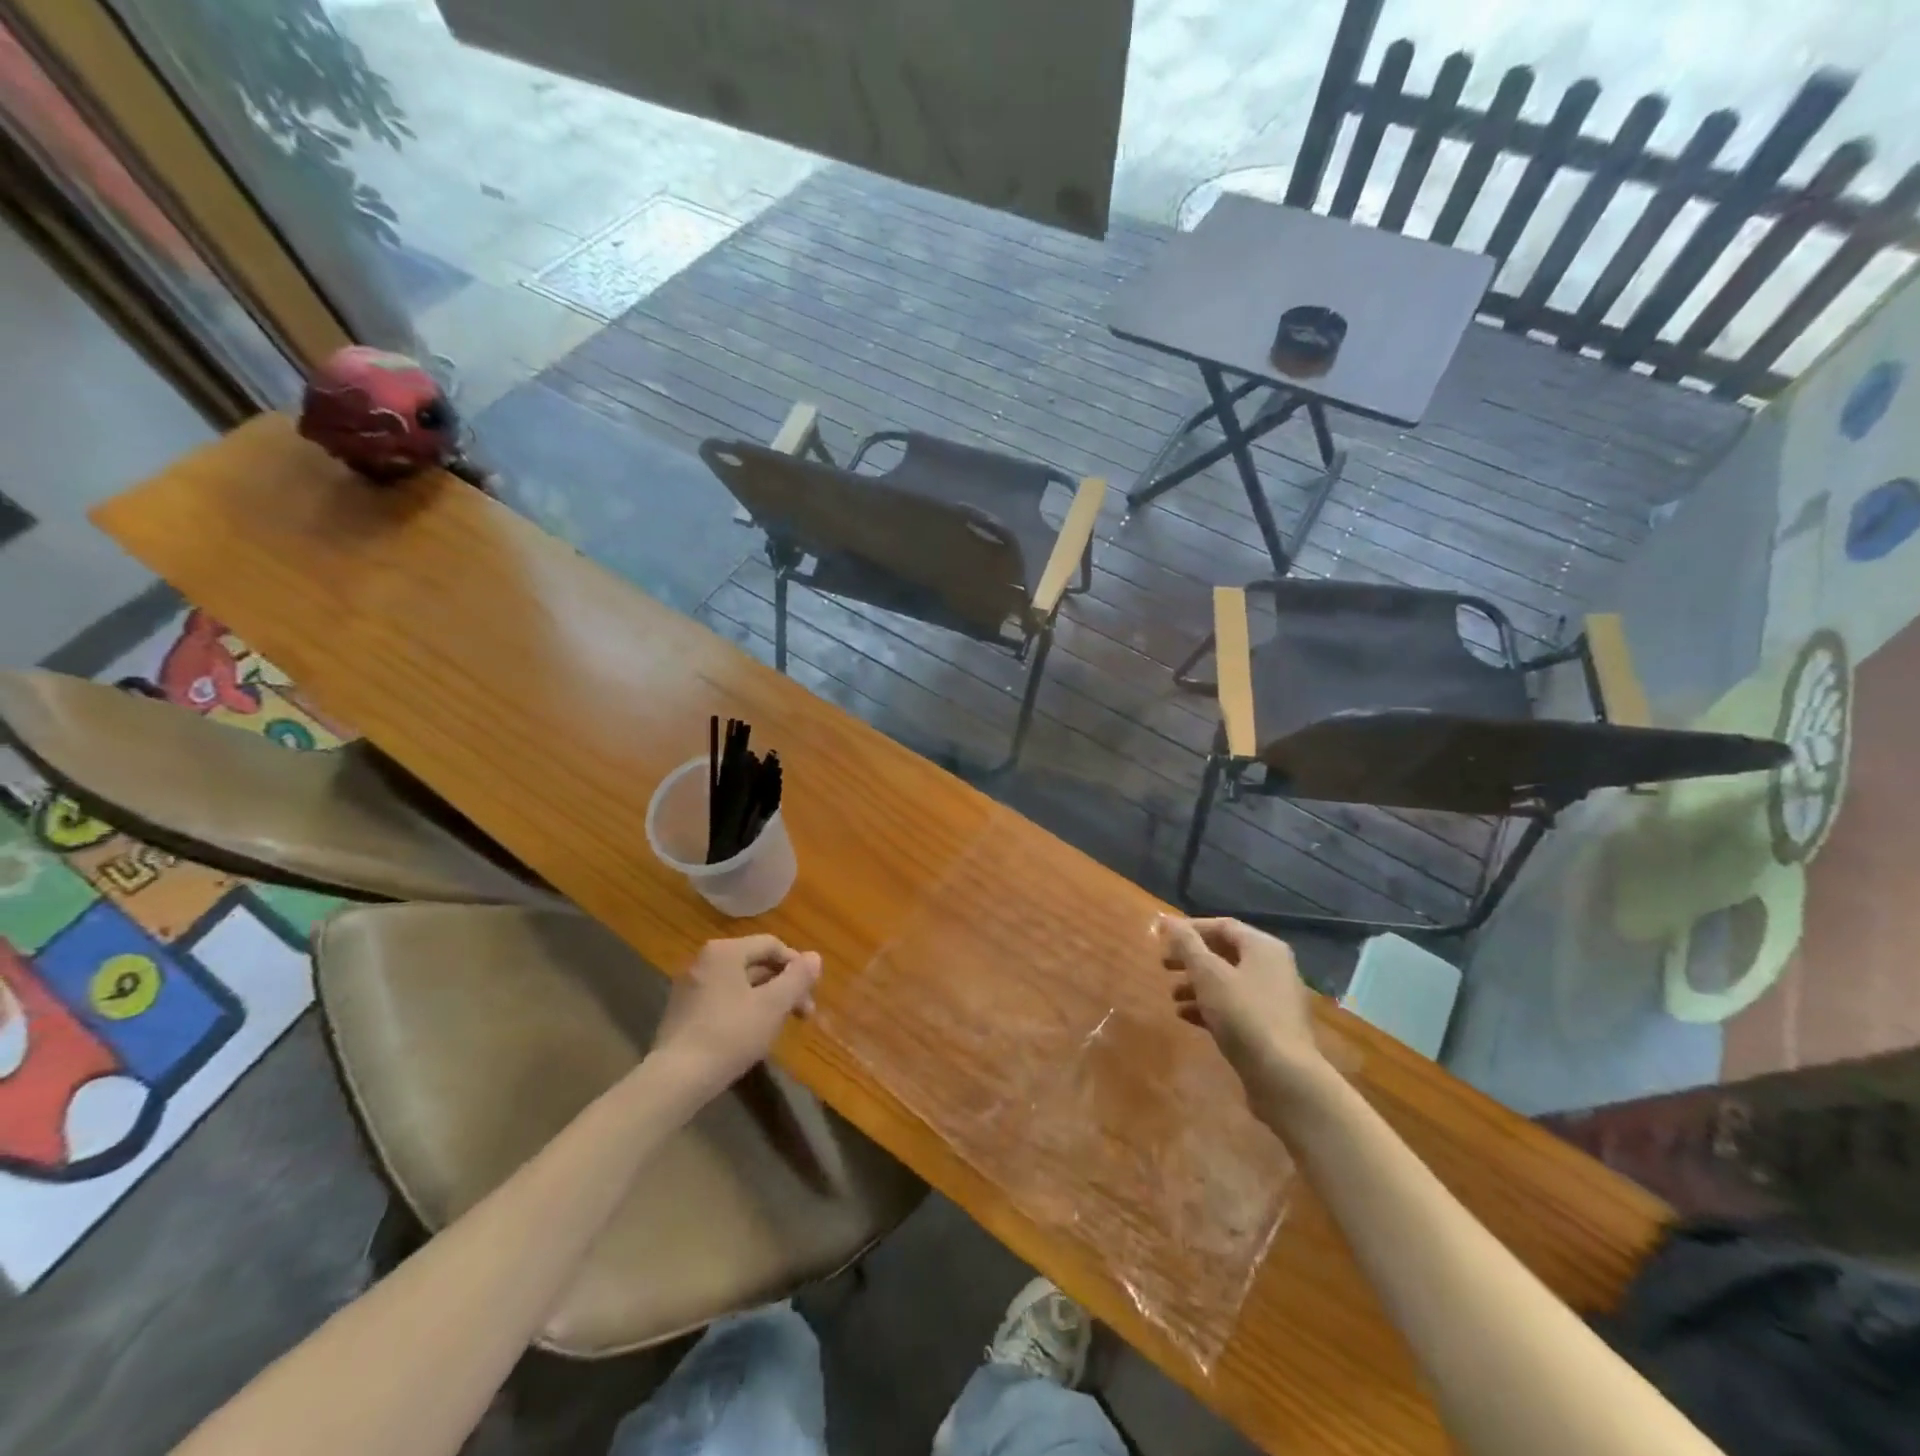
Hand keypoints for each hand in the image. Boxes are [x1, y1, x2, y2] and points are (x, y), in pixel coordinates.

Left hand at [650, 936, 821, 1095]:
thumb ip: (797, 978)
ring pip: (740, 984)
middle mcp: (704, 961)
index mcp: (725, 951)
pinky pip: (723, 999)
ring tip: (780, 1025)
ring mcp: (690, 986)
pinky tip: (752, 1034)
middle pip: (755, 963)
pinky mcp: (682, 1012)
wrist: (676, 1079)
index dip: (797, 966)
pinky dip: (744, 1009)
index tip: (811, 993)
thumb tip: (815, 957)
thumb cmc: (730, 1035)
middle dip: (783, 986)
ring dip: (766, 999)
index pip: (771, 945)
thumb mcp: (773, 1005)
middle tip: (803, 1014)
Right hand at [1157, 916, 1330, 1107]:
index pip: (1222, 926)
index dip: (1190, 929)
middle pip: (1225, 953)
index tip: (1163, 939)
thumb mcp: (1208, 974)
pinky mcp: (1270, 1027)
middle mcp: (1273, 967)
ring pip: (1228, 982)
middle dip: (1191, 959)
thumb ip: (1186, 944)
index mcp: (1263, 948)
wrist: (1284, 1077)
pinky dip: (1210, 1007)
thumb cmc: (1243, 1015)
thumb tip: (1167, 919)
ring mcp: (1274, 999)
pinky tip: (1187, 1017)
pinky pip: (1235, 1007)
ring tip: (1173, 996)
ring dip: (1197, 985)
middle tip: (1163, 965)